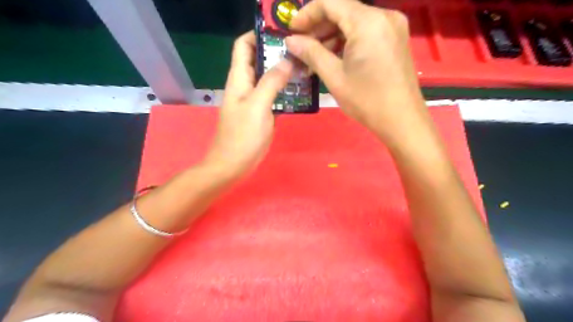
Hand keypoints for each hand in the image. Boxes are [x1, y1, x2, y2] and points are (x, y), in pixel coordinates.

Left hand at [205, 30, 294, 177]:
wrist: (233, 164)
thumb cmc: (243, 135)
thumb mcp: (258, 106)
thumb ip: (271, 82)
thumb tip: (286, 61)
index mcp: (239, 78)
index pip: (243, 45)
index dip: (259, 35)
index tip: (282, 36)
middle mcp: (245, 85)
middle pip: (259, 60)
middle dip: (277, 54)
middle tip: (301, 54)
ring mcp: (253, 100)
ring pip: (268, 78)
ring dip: (284, 73)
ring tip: (305, 70)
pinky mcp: (260, 113)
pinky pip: (273, 95)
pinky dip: (284, 91)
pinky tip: (300, 92)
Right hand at [286, 0, 428, 143]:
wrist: (402, 120)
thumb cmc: (366, 100)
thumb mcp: (334, 77)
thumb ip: (311, 53)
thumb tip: (290, 41)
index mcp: (367, 21)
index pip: (330, 2)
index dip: (307, 14)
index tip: (291, 31)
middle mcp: (383, 16)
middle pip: (343, 10)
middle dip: (319, 27)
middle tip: (301, 48)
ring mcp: (393, 27)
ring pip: (354, 22)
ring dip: (332, 36)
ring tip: (315, 58)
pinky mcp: (395, 39)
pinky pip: (366, 32)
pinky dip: (348, 42)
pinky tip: (335, 58)